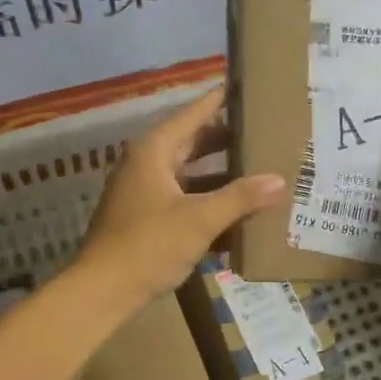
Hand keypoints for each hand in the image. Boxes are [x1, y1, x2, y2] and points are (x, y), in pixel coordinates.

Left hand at [74, 89, 285, 311]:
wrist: (101, 292)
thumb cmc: (148, 245)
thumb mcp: (200, 219)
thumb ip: (240, 198)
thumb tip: (279, 180)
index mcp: (154, 151)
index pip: (193, 114)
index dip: (219, 101)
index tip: (245, 87)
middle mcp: (147, 165)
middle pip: (193, 143)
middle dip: (227, 141)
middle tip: (263, 132)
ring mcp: (145, 193)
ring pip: (190, 176)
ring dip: (221, 177)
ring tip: (259, 172)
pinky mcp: (147, 220)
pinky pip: (185, 202)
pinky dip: (209, 204)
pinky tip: (238, 216)